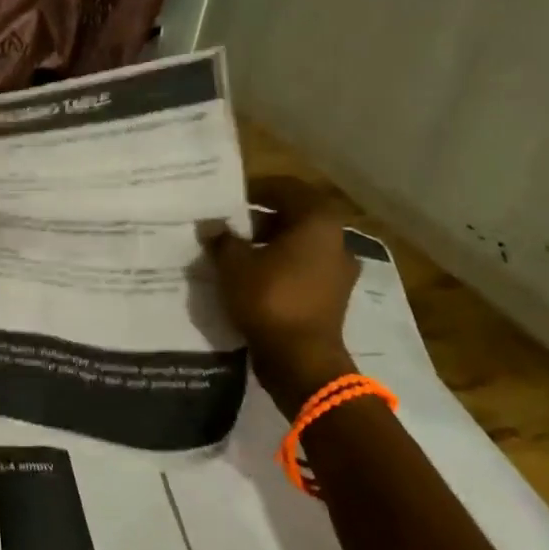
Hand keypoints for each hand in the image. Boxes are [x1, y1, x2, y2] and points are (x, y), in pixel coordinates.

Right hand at [204, 178, 359, 415]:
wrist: (301, 361)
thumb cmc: (270, 298)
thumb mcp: (234, 264)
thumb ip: (222, 239)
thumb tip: (211, 225)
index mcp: (317, 222)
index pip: (287, 188)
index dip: (257, 188)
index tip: (230, 198)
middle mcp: (336, 241)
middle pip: (294, 218)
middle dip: (259, 220)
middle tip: (228, 226)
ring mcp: (337, 272)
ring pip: (298, 246)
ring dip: (268, 246)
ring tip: (233, 254)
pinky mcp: (332, 298)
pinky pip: (301, 271)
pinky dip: (278, 270)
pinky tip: (250, 280)